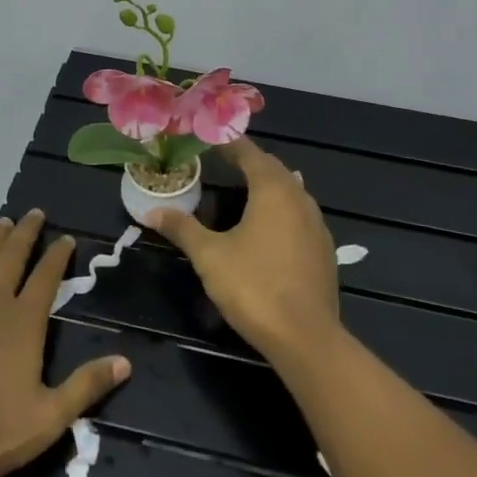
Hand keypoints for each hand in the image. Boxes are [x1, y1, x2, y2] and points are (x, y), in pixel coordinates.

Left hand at [0, 209, 130, 476]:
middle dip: (26, 232)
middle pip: (12, 256)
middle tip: (34, 212)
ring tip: (3, 220)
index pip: (47, 277)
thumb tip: (126, 362)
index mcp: (24, 322)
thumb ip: (86, 387)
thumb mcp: (48, 417)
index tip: (67, 237)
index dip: (58, 255)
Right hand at [151, 138, 342, 361]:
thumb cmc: (254, 287)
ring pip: (291, 191)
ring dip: (268, 184)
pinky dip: (281, 209)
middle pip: (273, 169)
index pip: (250, 154)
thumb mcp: (210, 256)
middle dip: (249, 162)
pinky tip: (268, 226)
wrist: (306, 337)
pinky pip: (300, 215)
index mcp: (273, 190)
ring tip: (244, 188)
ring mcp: (317, 225)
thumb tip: (152, 211)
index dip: (229, 144)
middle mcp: (300, 198)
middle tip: (223, 161)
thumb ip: (183, 228)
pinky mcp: (324, 250)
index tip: (210, 139)